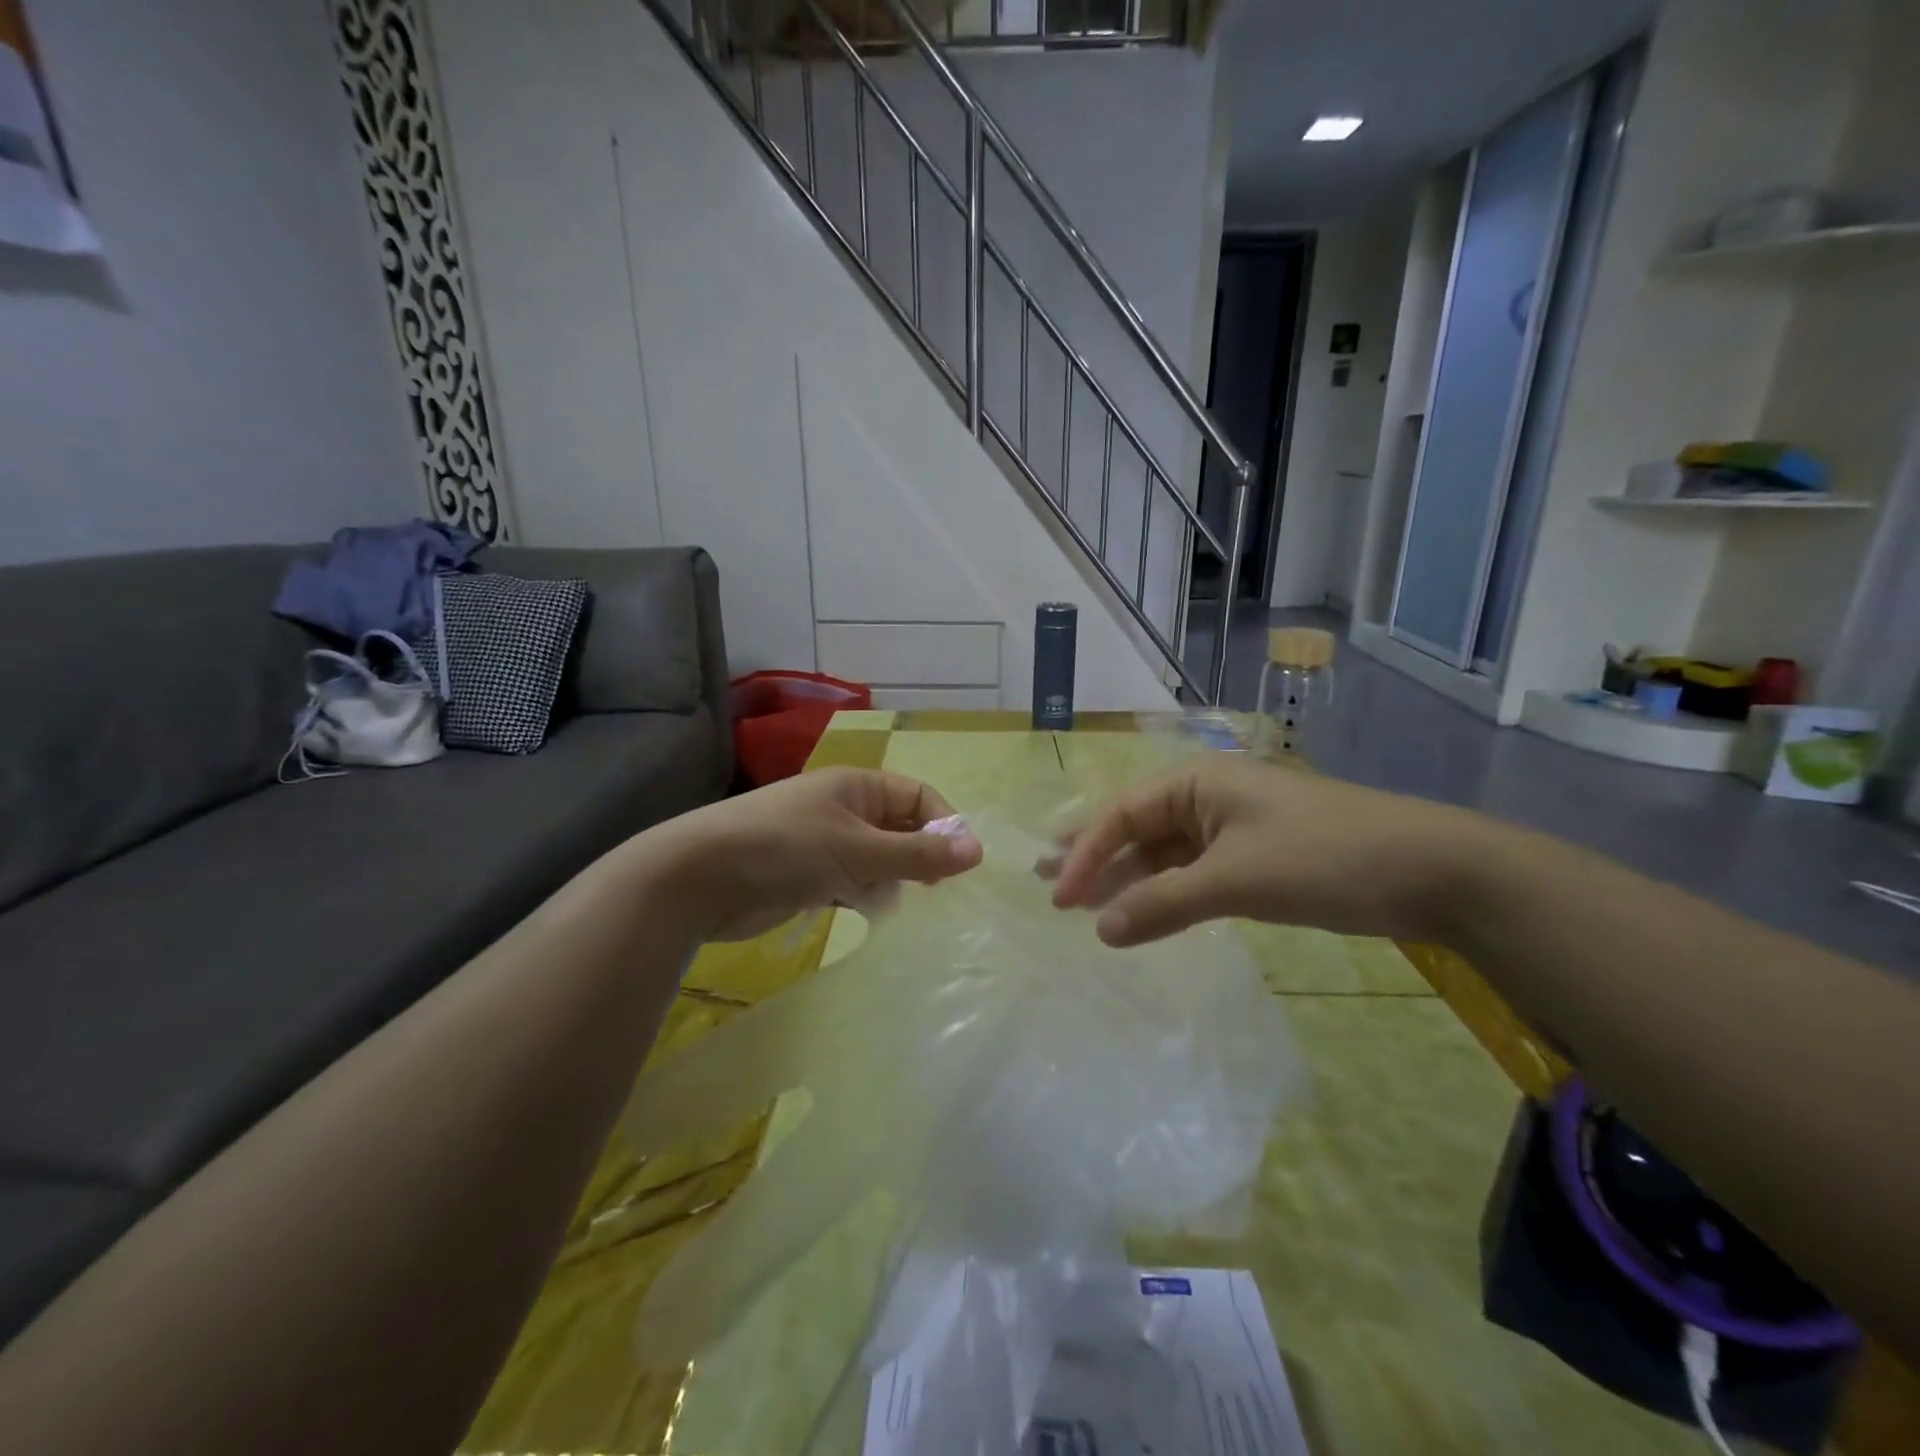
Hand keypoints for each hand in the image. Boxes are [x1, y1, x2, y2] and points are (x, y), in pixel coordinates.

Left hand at [633, 768, 982, 941]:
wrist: (699, 878)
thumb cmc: (786, 848)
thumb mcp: (859, 850)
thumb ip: (917, 854)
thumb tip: (977, 850)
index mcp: (858, 786)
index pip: (918, 797)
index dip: (943, 825)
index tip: (961, 866)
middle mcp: (844, 809)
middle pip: (899, 829)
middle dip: (918, 858)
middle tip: (933, 892)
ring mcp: (824, 843)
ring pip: (876, 860)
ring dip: (890, 881)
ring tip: (897, 904)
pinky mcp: (807, 876)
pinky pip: (851, 882)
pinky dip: (863, 896)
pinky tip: (867, 914)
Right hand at [1048, 754, 1476, 945]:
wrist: (1432, 871)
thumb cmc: (1324, 858)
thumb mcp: (1235, 881)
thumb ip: (1162, 904)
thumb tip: (1099, 932)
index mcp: (1197, 781)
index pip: (1122, 814)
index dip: (1084, 854)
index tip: (1059, 897)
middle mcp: (1208, 796)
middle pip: (1137, 827)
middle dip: (1096, 858)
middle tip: (1053, 889)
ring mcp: (1234, 827)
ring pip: (1165, 852)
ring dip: (1129, 879)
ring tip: (1089, 908)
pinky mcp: (1257, 856)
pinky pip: (1195, 871)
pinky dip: (1167, 892)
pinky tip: (1147, 912)